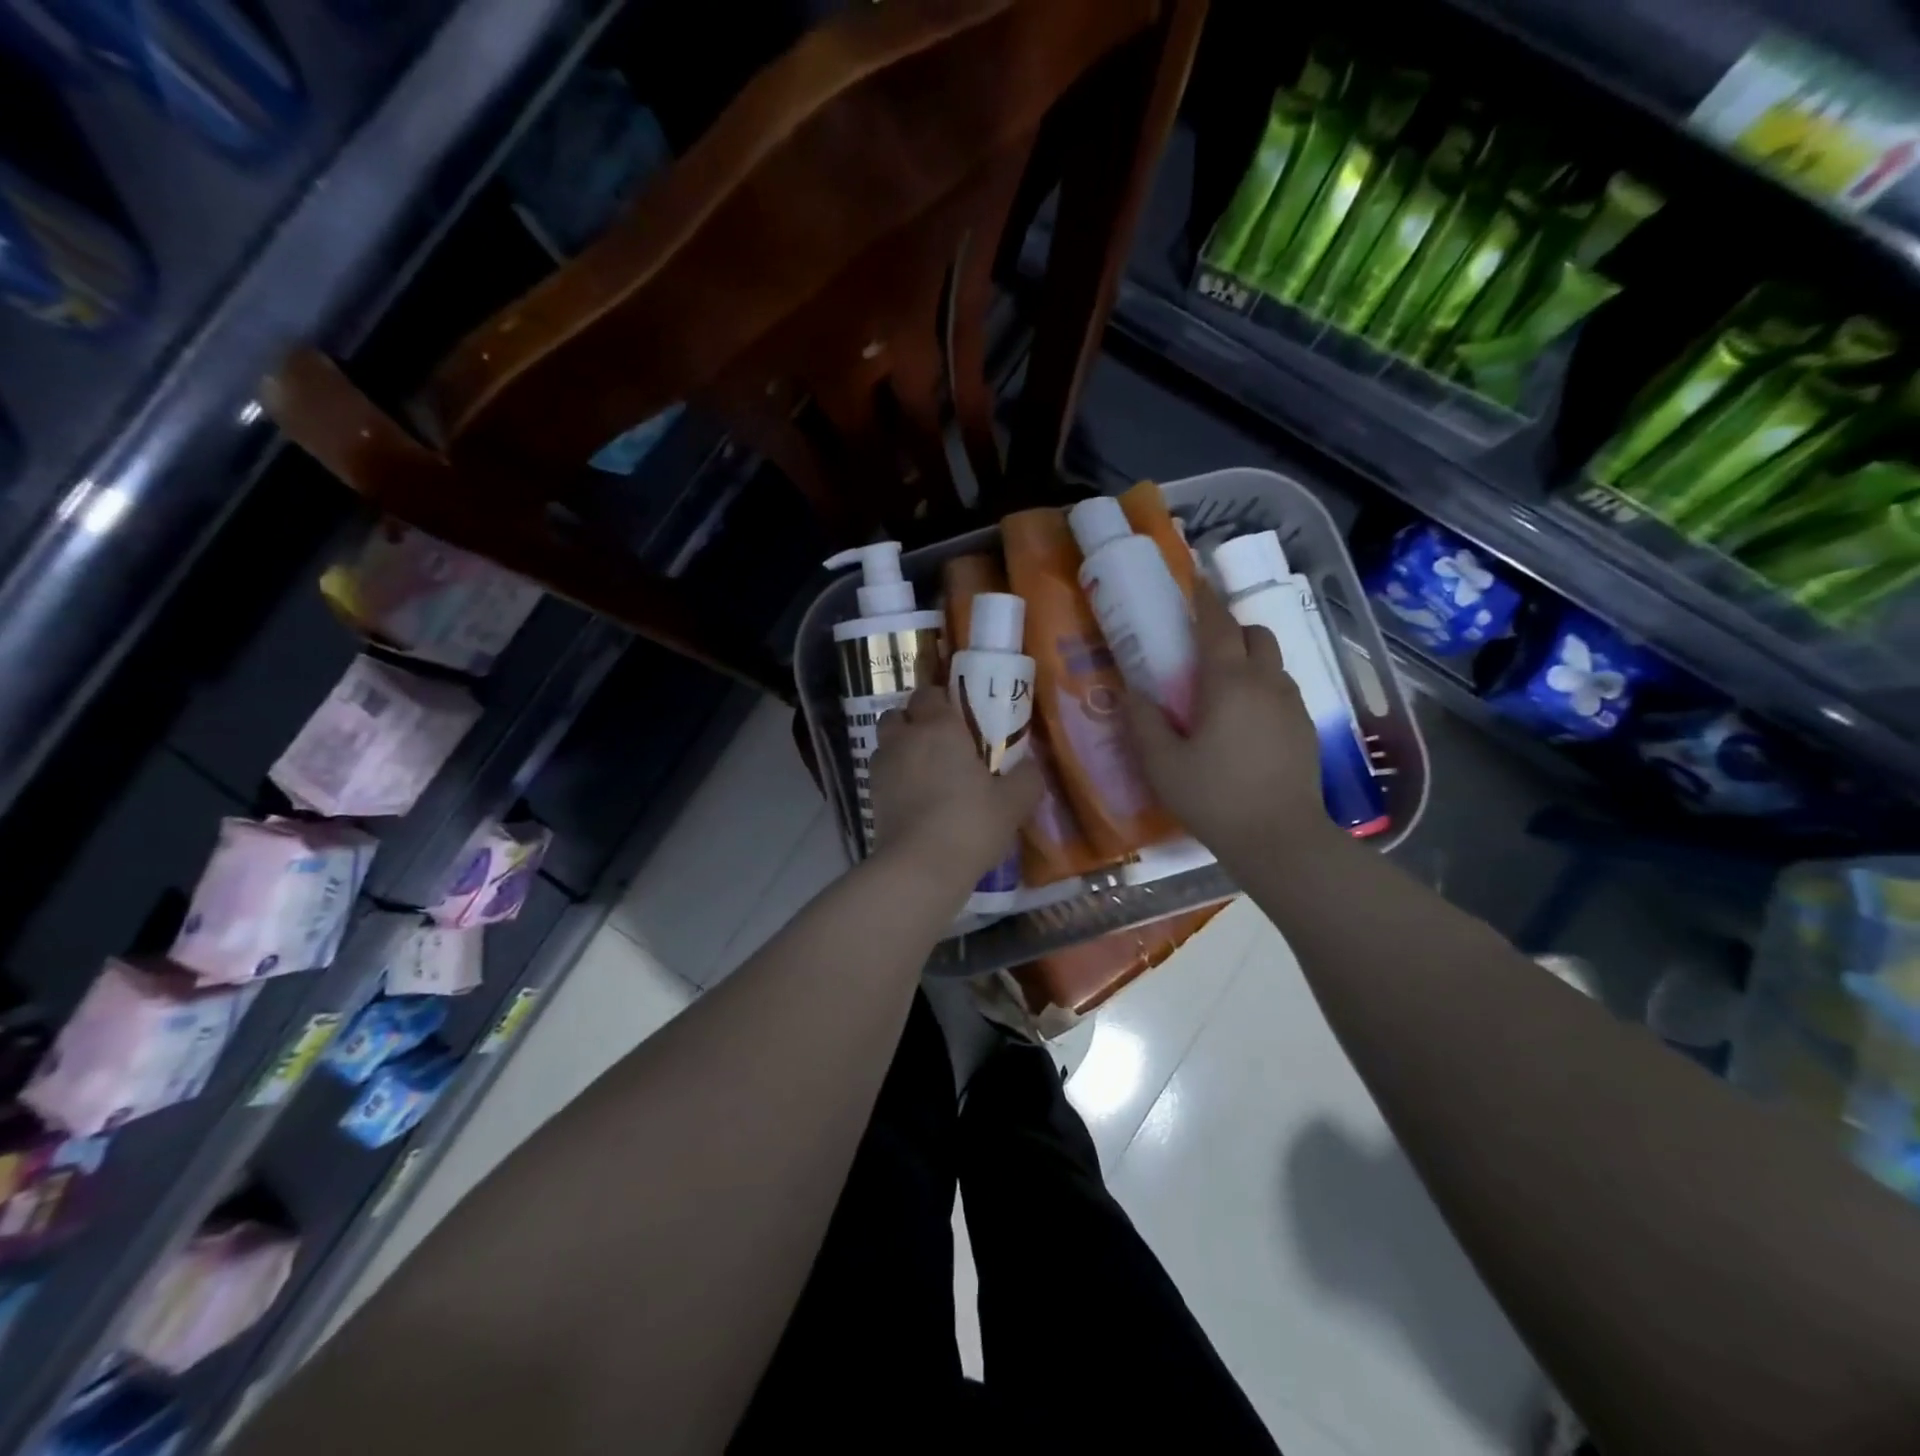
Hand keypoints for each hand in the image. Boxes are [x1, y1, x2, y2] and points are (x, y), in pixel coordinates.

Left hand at [869, 685, 1041, 889]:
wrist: (920, 868)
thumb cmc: (970, 823)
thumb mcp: (1014, 802)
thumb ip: (1027, 777)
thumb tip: (1031, 766)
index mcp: (939, 727)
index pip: (930, 694)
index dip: (942, 701)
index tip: (961, 718)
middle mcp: (905, 738)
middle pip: (898, 714)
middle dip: (914, 722)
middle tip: (940, 743)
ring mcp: (882, 767)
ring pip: (886, 743)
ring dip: (901, 749)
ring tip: (926, 772)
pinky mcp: (871, 797)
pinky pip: (883, 774)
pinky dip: (895, 778)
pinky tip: (916, 798)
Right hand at [1124, 581, 1332, 866]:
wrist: (1280, 839)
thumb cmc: (1213, 798)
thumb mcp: (1161, 764)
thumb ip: (1144, 722)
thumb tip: (1133, 693)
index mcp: (1229, 682)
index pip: (1218, 625)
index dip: (1205, 600)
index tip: (1195, 583)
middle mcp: (1266, 682)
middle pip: (1255, 634)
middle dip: (1231, 628)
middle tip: (1202, 647)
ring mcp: (1293, 705)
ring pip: (1272, 663)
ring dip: (1248, 659)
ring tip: (1222, 688)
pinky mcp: (1306, 728)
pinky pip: (1282, 691)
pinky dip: (1262, 688)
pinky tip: (1244, 722)